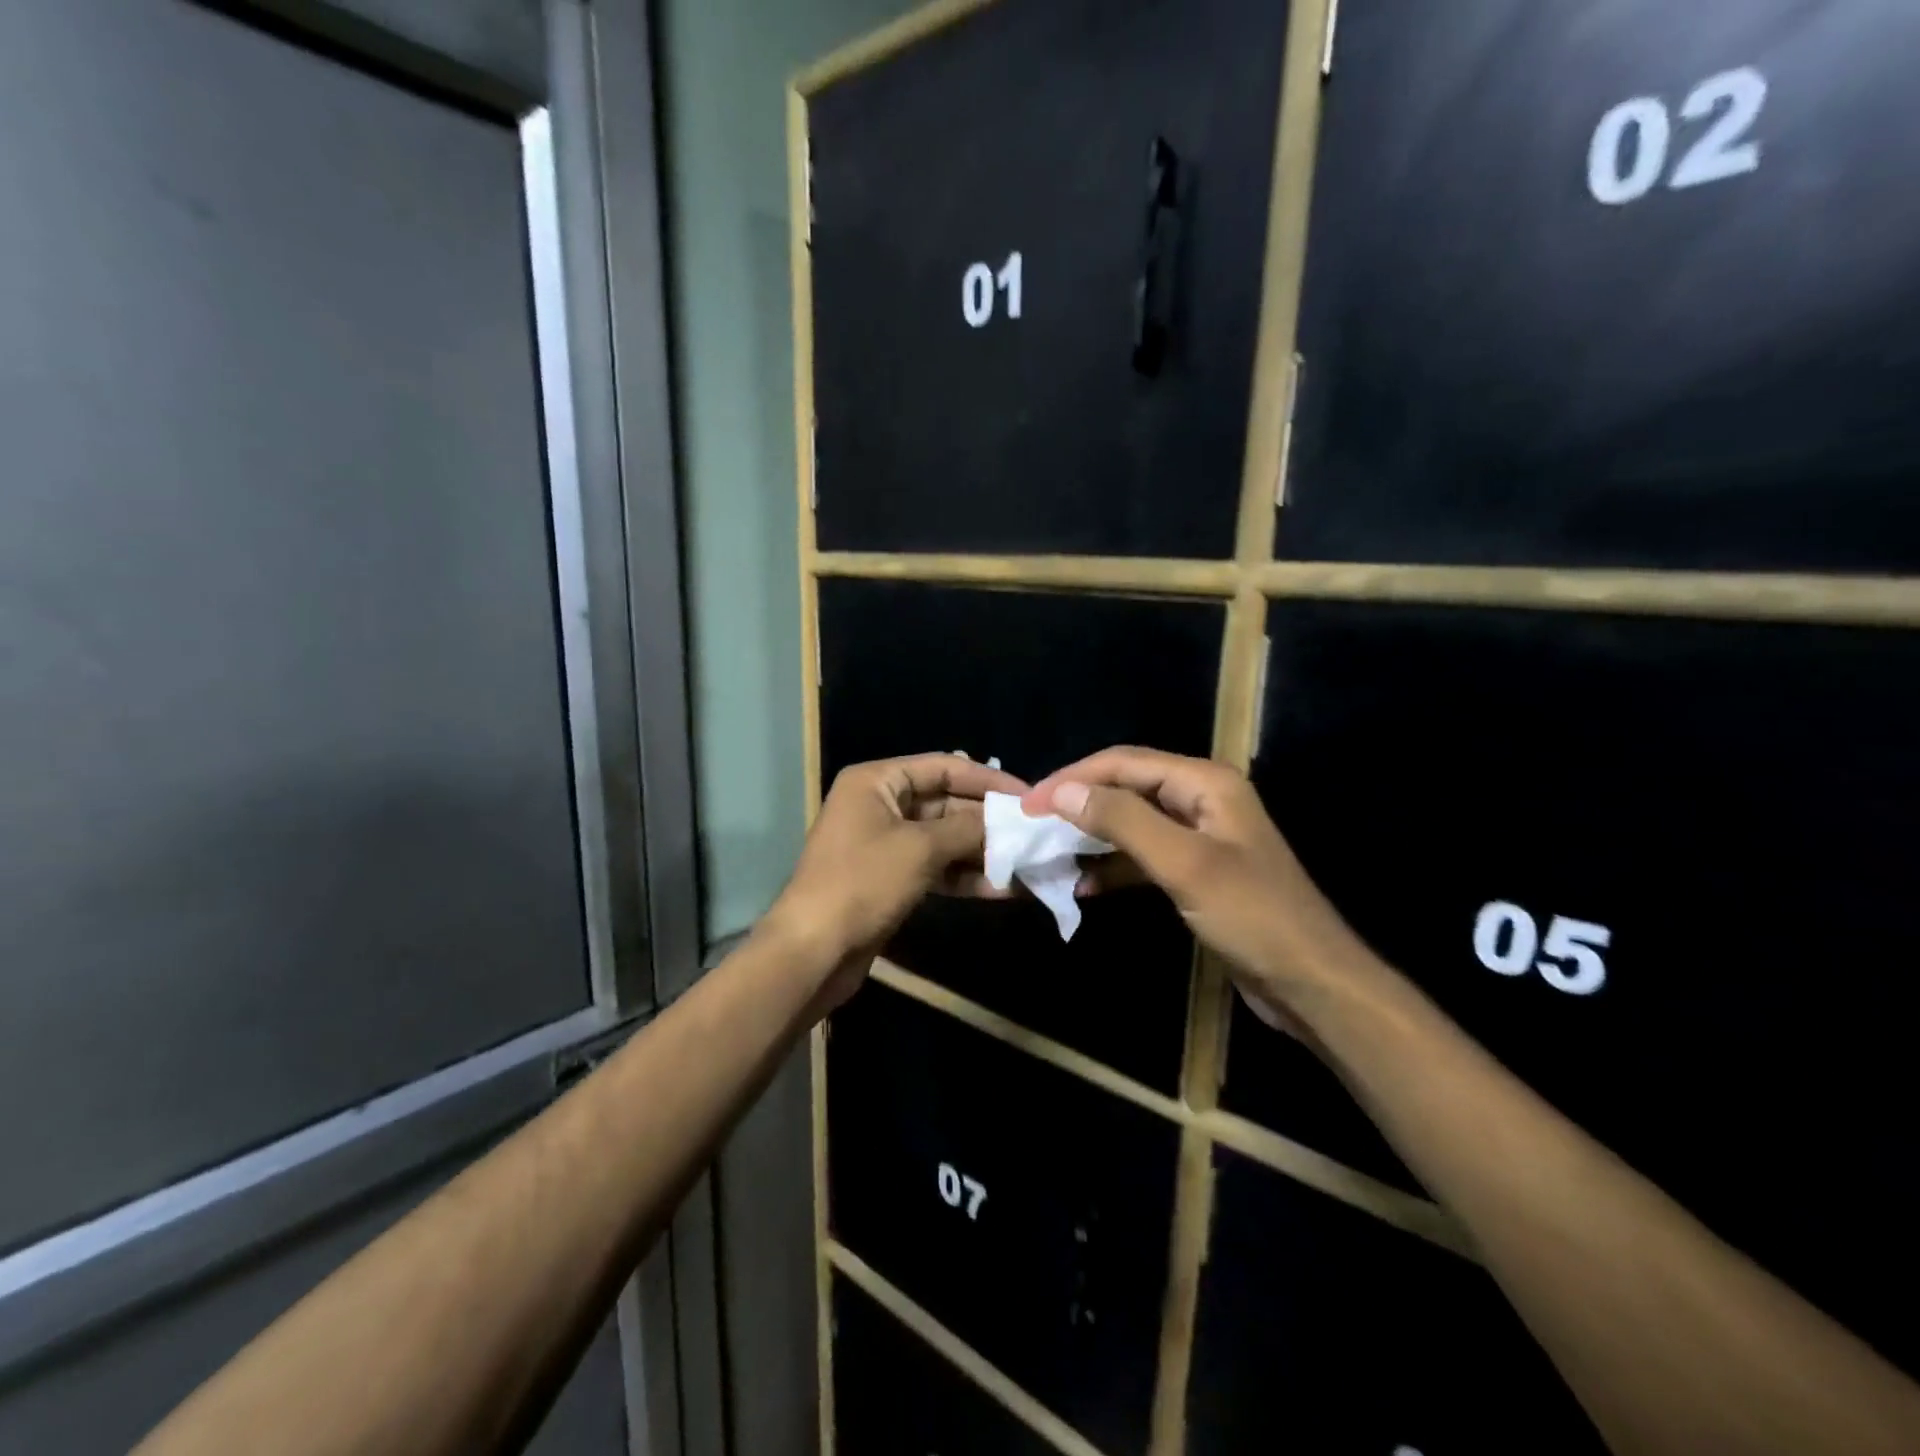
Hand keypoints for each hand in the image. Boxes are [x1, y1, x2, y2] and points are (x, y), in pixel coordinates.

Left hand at [766, 753, 1027, 1013]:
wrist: (812, 951)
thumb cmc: (863, 883)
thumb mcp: (920, 848)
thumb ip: (967, 829)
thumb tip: (1007, 822)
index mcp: (877, 781)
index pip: (943, 766)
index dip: (988, 779)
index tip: (1028, 795)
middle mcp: (880, 805)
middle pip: (946, 803)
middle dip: (988, 821)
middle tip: (1034, 834)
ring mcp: (884, 844)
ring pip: (944, 839)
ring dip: (982, 852)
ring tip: (1027, 863)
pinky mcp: (890, 879)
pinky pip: (935, 868)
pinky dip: (965, 877)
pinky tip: (1003, 889)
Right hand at [1024, 747, 1367, 1025]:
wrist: (1312, 983)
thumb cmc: (1252, 916)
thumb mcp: (1183, 863)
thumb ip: (1122, 821)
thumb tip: (1062, 792)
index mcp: (1205, 783)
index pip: (1124, 763)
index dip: (1073, 778)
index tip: (1028, 803)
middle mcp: (1202, 799)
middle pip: (1127, 787)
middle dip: (1080, 803)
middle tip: (1033, 825)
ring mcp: (1200, 836)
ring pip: (1132, 823)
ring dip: (1093, 837)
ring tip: (1051, 853)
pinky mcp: (1197, 872)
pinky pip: (1144, 856)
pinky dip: (1114, 867)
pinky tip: (1085, 886)